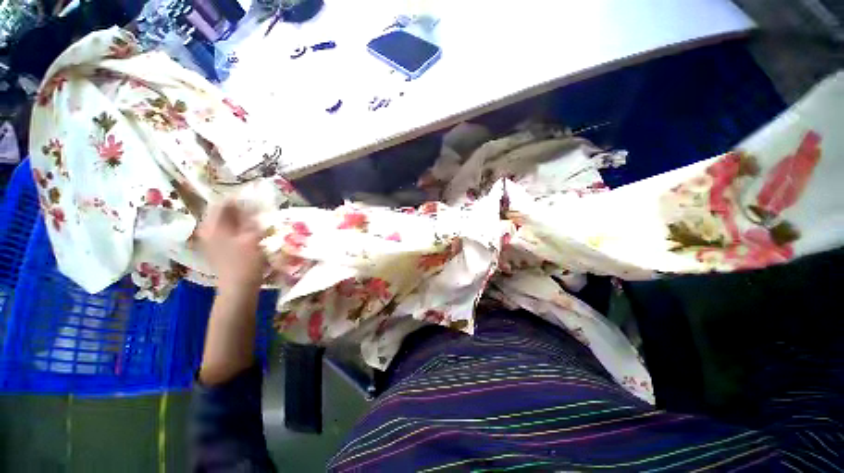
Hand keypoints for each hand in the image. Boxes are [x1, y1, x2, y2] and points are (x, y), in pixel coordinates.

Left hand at [197, 200, 265, 291]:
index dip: (240, 199)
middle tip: (252, 212)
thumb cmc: (245, 263)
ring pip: (221, 222)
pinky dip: (232, 231)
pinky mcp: (212, 251)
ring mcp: (208, 241)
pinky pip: (221, 233)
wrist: (237, 293)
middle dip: (236, 210)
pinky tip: (243, 236)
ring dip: (235, 221)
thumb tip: (251, 205)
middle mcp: (207, 229)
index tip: (253, 200)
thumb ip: (250, 217)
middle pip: (221, 211)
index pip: (225, 201)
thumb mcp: (252, 236)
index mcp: (213, 223)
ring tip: (249, 223)